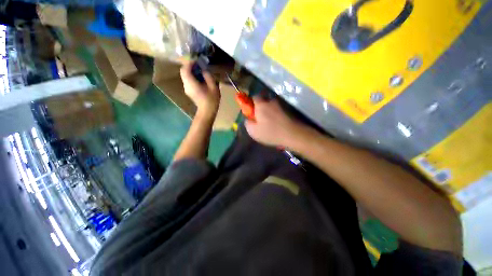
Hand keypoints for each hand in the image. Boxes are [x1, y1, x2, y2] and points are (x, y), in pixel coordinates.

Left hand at [180, 61, 220, 117]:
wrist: (207, 111)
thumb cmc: (211, 100)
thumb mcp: (213, 87)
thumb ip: (208, 76)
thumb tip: (203, 70)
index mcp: (191, 83)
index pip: (185, 69)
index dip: (189, 63)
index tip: (197, 61)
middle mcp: (186, 85)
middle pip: (184, 72)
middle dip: (190, 66)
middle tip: (199, 65)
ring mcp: (186, 89)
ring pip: (185, 76)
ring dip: (191, 72)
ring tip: (200, 71)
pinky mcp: (189, 91)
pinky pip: (188, 81)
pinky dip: (192, 77)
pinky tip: (200, 79)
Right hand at [245, 97, 304, 148]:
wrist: (292, 134)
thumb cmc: (270, 132)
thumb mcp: (253, 131)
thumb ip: (248, 124)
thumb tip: (248, 120)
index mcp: (261, 105)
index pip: (254, 97)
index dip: (251, 103)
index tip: (251, 112)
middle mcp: (271, 102)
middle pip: (264, 101)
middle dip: (260, 108)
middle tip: (260, 119)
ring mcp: (280, 106)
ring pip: (271, 107)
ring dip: (269, 112)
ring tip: (269, 123)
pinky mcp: (288, 111)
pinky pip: (278, 111)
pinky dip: (276, 116)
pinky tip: (276, 124)